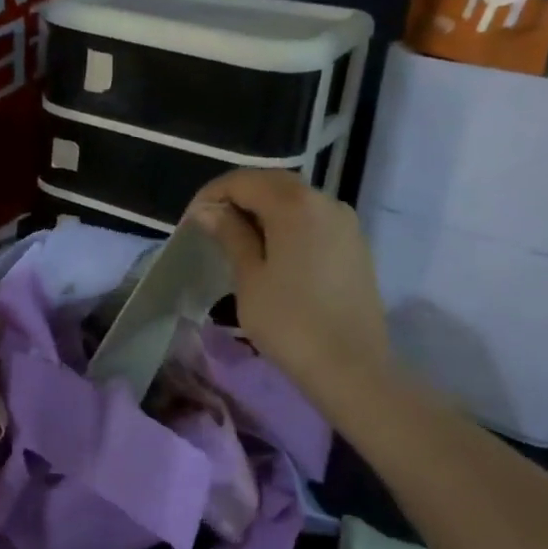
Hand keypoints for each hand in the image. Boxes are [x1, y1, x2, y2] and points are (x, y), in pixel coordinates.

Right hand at [187, 169, 395, 409]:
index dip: (212, 195)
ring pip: (296, 201)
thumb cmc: (290, 322)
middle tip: (211, 227)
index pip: (243, 181)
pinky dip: (288, 225)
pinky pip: (314, 220)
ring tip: (239, 240)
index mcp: (294, 204)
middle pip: (273, 184)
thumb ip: (230, 235)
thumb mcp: (250, 278)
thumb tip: (208, 210)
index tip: (192, 221)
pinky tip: (274, 252)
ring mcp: (345, 222)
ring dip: (264, 210)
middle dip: (239, 198)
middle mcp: (325, 200)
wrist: (351, 367)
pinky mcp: (355, 244)